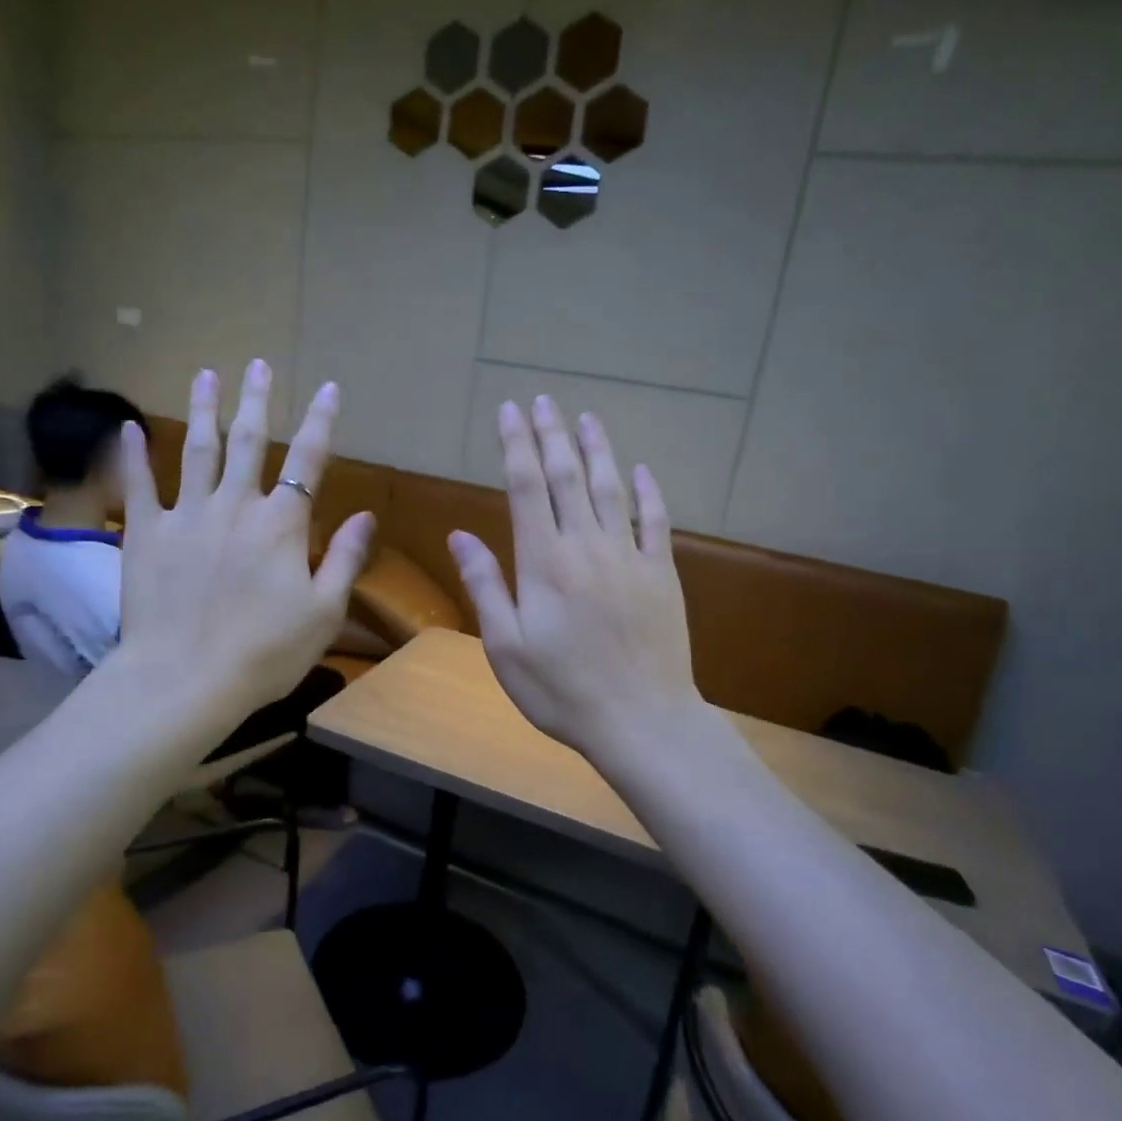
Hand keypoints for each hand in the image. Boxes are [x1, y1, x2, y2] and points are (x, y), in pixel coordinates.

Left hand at [115, 360, 373, 727]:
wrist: (185, 679)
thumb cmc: (265, 652)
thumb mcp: (324, 612)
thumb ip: (345, 558)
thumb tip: (365, 515)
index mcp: (281, 524)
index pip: (308, 460)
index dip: (320, 421)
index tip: (327, 387)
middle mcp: (235, 506)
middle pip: (248, 441)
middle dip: (256, 400)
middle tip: (257, 363)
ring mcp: (186, 516)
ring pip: (197, 451)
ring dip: (204, 410)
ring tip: (206, 374)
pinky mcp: (146, 534)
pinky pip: (139, 486)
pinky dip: (134, 456)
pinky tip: (130, 427)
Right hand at [448, 397, 698, 755]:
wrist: (641, 720)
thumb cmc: (561, 690)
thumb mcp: (505, 646)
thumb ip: (485, 585)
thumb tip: (460, 535)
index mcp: (544, 562)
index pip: (526, 487)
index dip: (516, 445)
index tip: (510, 411)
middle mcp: (587, 546)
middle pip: (568, 477)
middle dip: (552, 435)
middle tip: (543, 400)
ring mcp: (629, 557)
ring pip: (612, 488)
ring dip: (598, 449)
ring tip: (586, 417)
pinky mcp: (661, 574)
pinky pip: (655, 521)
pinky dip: (648, 492)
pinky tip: (641, 471)